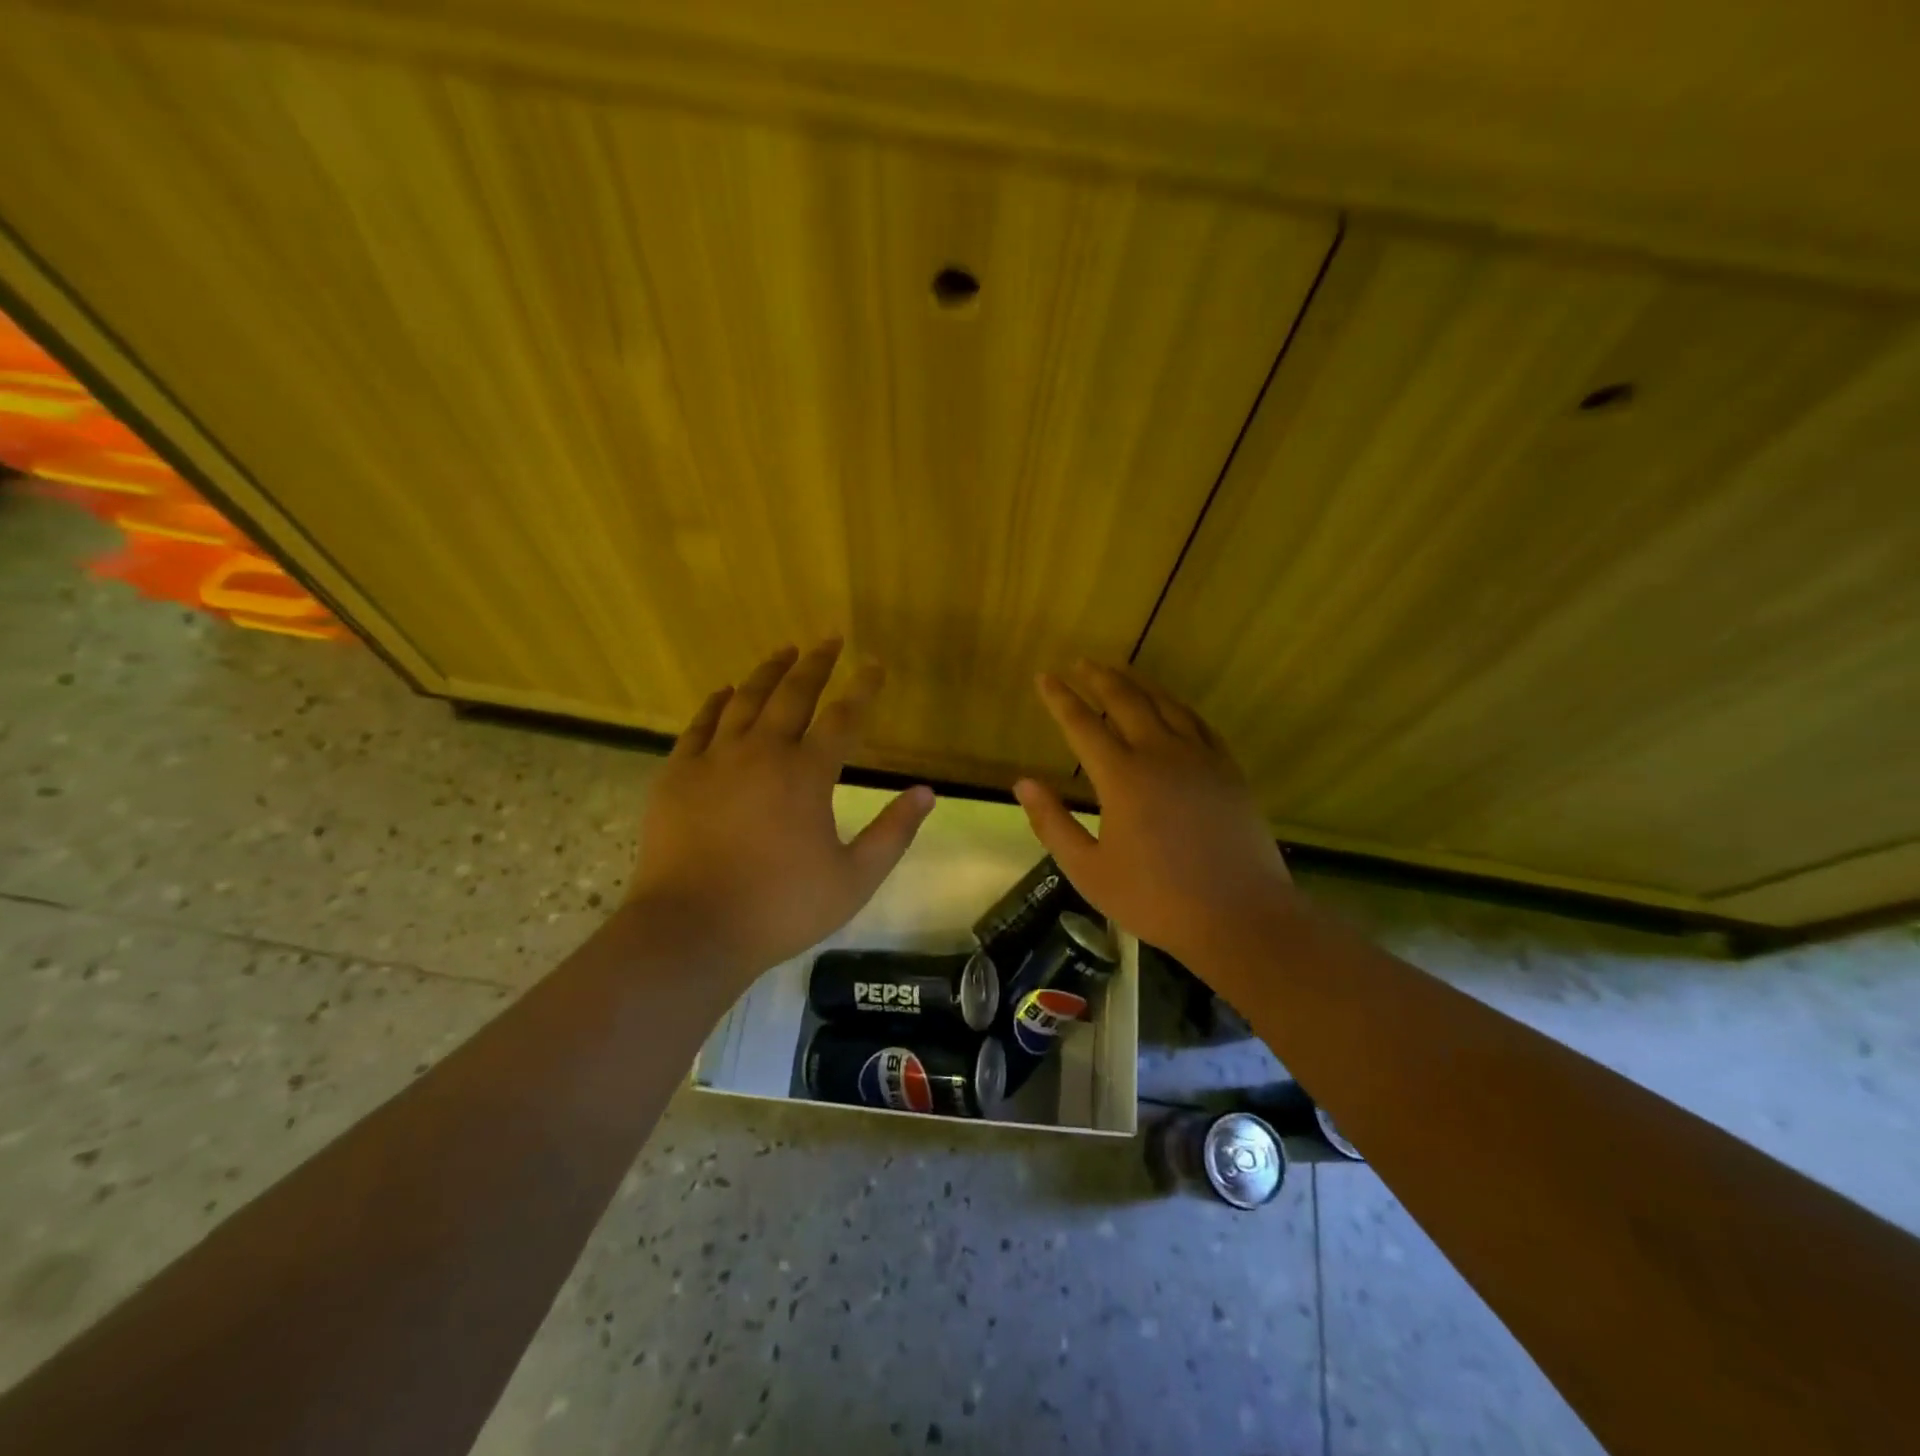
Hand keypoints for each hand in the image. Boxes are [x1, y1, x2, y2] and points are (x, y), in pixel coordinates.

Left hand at [626, 639, 934, 981]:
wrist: (692, 931)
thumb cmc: (780, 908)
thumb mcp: (854, 879)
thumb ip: (893, 833)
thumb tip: (927, 793)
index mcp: (807, 775)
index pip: (844, 718)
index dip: (863, 688)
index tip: (875, 665)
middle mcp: (762, 753)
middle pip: (793, 695)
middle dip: (816, 664)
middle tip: (829, 640)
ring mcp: (714, 760)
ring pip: (745, 701)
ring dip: (768, 672)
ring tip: (784, 651)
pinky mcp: (677, 775)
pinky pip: (698, 725)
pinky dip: (715, 703)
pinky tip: (725, 692)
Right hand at [1012, 661, 1294, 967]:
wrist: (1240, 916)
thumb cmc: (1156, 899)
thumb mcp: (1089, 870)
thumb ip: (1053, 823)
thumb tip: (1023, 783)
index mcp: (1122, 777)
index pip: (1082, 724)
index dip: (1060, 698)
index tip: (1044, 677)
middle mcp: (1160, 754)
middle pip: (1125, 701)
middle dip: (1099, 678)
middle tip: (1080, 662)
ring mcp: (1200, 758)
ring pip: (1165, 705)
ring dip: (1138, 684)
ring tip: (1120, 671)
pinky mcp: (1228, 770)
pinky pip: (1198, 723)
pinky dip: (1177, 706)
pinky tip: (1171, 706)